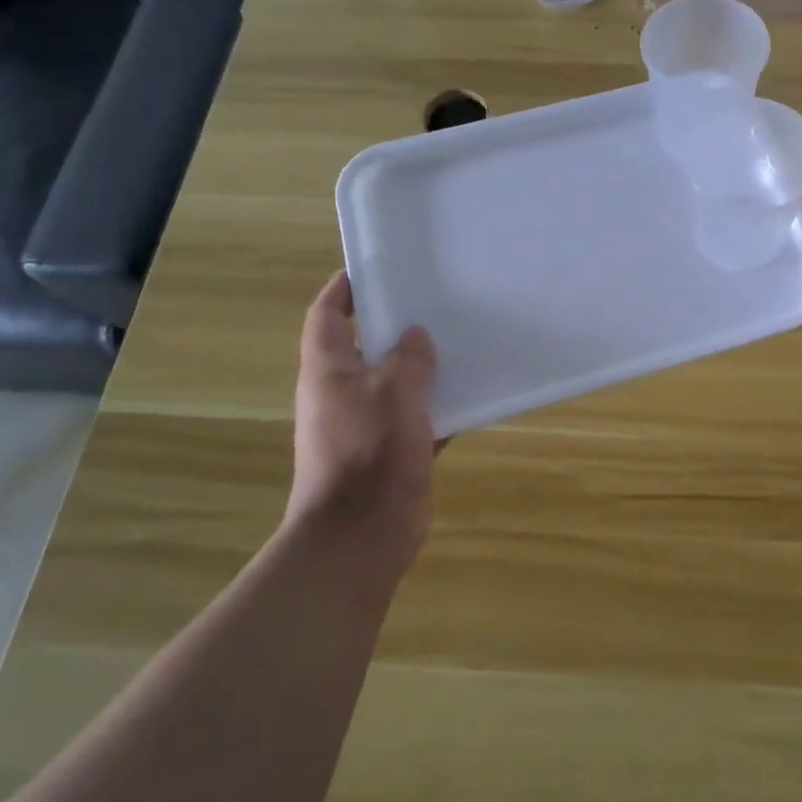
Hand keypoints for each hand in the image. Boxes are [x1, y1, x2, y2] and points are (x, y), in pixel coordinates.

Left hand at [288, 271, 437, 570]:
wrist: (362, 533)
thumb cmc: (370, 452)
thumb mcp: (394, 392)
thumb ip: (409, 358)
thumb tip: (415, 335)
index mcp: (329, 370)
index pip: (327, 315)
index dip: (345, 289)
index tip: (375, 268)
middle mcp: (343, 392)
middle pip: (365, 346)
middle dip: (396, 324)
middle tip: (436, 300)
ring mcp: (367, 424)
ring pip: (397, 382)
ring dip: (424, 366)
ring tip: (463, 340)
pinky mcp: (392, 451)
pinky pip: (419, 417)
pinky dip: (441, 406)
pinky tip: (474, 394)